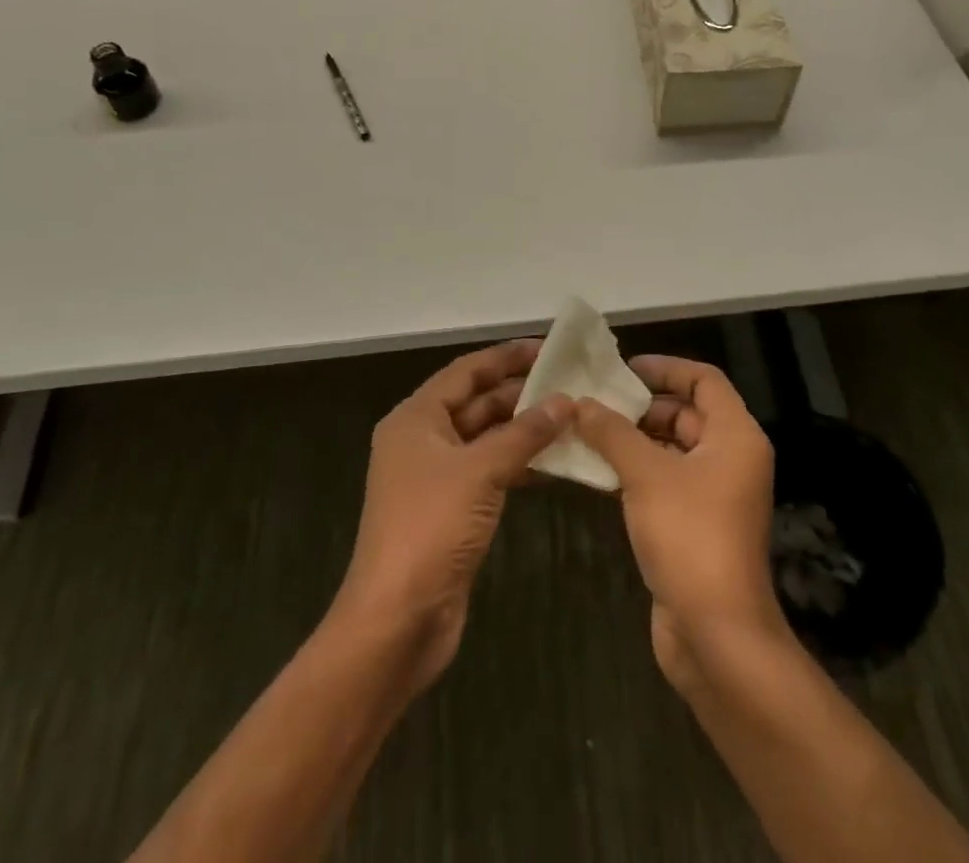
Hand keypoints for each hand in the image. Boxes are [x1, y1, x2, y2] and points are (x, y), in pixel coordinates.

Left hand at [333, 339, 570, 694]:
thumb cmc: (431, 529)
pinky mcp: (452, 510)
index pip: (465, 372)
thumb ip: (524, 434)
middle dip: (520, 393)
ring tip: (571, 418)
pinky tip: (554, 463)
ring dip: (524, 430)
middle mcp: (422, 441)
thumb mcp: (480, 472)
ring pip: (486, 439)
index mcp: (415, 419)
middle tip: (570, 383)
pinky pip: (490, 472)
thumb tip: (566, 401)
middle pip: (476, 403)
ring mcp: (437, 478)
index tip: (548, 348)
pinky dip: (519, 464)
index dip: (506, 357)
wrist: (397, 620)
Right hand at [572, 355, 784, 691]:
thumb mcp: (646, 475)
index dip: (666, 368)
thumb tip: (580, 403)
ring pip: (672, 449)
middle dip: (641, 406)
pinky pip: (665, 481)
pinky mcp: (696, 524)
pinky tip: (596, 471)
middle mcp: (731, 458)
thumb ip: (612, 433)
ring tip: (585, 431)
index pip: (704, 380)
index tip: (624, 369)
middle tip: (594, 402)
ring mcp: (714, 494)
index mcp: (735, 436)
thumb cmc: (689, 537)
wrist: (716, 635)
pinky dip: (635, 472)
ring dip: (633, 440)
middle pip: (686, 413)